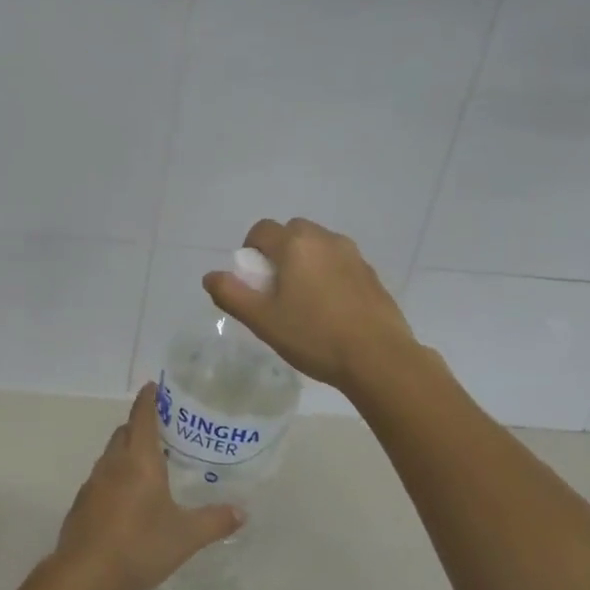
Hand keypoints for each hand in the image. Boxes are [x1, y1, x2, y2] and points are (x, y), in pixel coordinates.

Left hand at [52, 383, 242, 589]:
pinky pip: (102, 478)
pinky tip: (128, 498)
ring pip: (111, 454)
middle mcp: (113, 463)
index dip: (148, 398)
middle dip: (140, 425)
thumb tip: (242, 511)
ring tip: (149, 464)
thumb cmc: (138, 546)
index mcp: (138, 460)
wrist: (84, 575)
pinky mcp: (82, 503)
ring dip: (127, 451)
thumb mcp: (185, 536)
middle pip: (125, 432)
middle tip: (164, 430)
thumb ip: (214, 521)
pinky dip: (116, 475)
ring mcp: (93, 483)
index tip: (155, 386)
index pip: (142, 416)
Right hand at [204, 217, 414, 395]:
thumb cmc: (313, 336)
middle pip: (291, 233)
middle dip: (279, 254)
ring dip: (305, 263)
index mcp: (295, 243)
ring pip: (318, 247)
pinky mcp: (371, 274)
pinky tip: (331, 311)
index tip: (254, 283)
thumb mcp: (262, 320)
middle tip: (276, 291)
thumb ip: (231, 294)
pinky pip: (340, 264)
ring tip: (305, 302)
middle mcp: (325, 239)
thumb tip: (211, 276)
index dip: (250, 252)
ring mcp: (352, 255)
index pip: (261, 230)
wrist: (378, 358)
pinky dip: (329, 276)